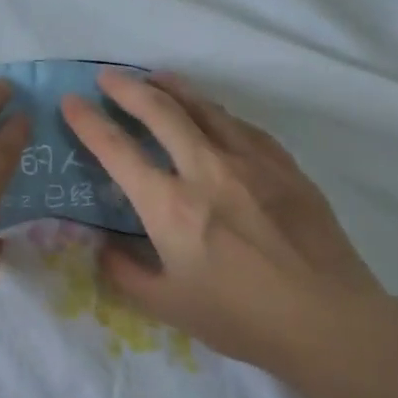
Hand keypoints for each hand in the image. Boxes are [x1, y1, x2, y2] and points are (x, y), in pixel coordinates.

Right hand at [61, 70, 383, 372]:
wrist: (326, 319)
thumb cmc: (239, 317)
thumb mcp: (166, 306)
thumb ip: (125, 272)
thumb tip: (104, 247)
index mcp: (170, 206)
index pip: (117, 151)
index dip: (88, 122)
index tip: (71, 102)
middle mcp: (206, 170)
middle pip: (161, 112)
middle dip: (128, 89)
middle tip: (108, 78)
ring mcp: (251, 163)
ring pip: (205, 109)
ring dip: (174, 88)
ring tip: (156, 78)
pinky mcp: (285, 167)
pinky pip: (243, 126)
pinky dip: (217, 113)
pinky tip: (213, 113)